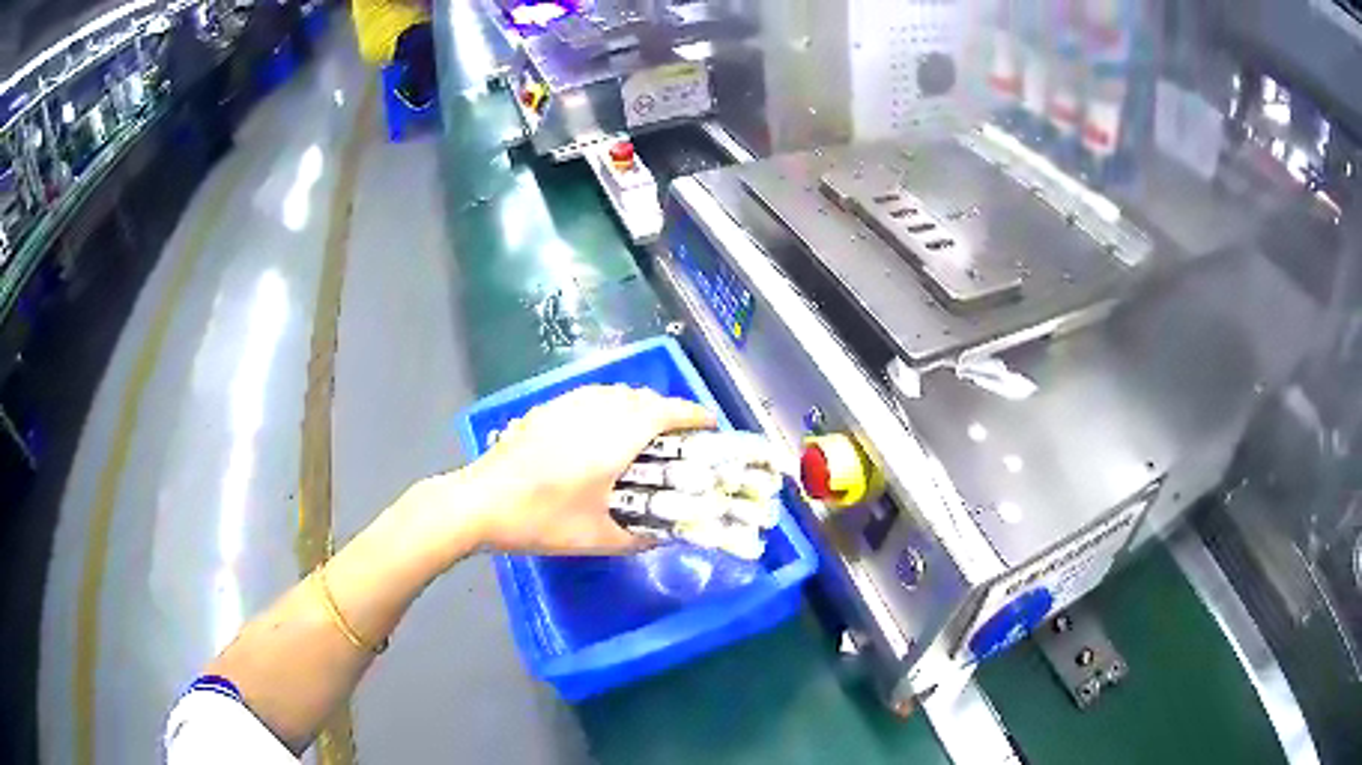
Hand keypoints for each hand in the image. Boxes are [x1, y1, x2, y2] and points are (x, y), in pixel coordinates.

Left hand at [458, 385, 716, 554]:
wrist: (480, 502)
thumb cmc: (542, 519)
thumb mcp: (596, 538)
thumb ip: (638, 537)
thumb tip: (664, 536)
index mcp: (617, 435)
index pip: (668, 411)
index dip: (694, 415)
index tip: (711, 428)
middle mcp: (597, 409)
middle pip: (644, 398)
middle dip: (668, 414)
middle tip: (677, 444)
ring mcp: (568, 404)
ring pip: (617, 394)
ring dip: (638, 408)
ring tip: (642, 439)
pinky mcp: (547, 408)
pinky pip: (593, 398)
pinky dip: (611, 408)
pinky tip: (600, 436)